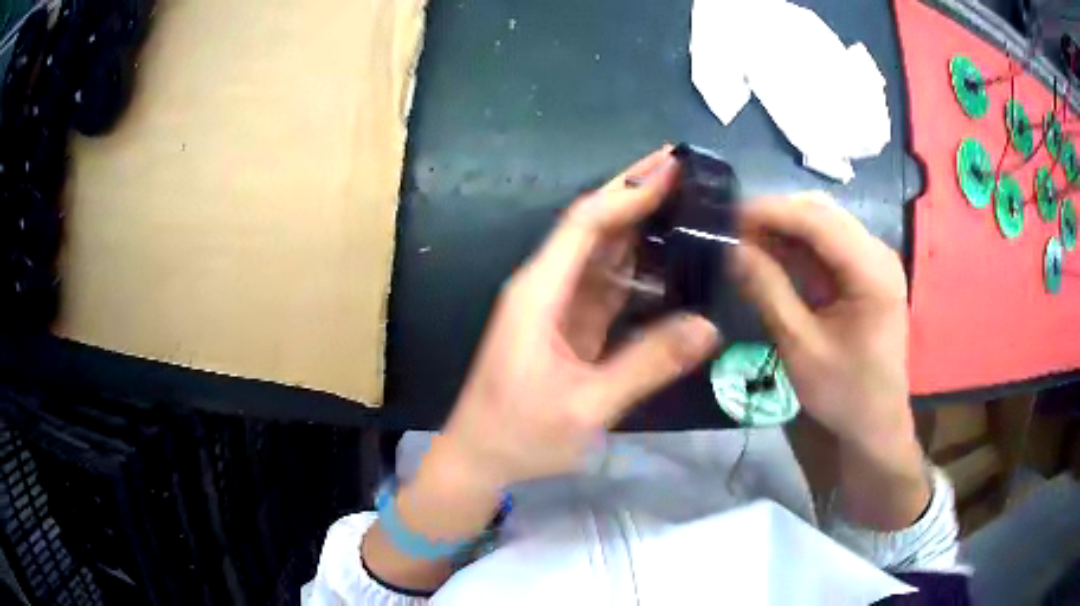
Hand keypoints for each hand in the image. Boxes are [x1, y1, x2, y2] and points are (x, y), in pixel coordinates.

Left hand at [438, 147, 719, 489]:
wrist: (480, 458)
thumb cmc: (520, 434)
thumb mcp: (586, 406)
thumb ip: (647, 365)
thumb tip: (708, 327)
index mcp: (540, 292)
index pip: (586, 223)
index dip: (628, 192)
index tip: (671, 167)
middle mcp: (546, 286)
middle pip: (594, 226)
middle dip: (636, 193)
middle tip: (686, 171)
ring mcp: (557, 305)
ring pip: (603, 252)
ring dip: (641, 226)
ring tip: (687, 205)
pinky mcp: (568, 326)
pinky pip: (607, 285)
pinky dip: (638, 269)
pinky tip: (670, 260)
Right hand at [734, 192, 910, 448]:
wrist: (876, 422)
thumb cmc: (843, 392)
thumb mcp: (801, 346)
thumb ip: (768, 291)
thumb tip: (731, 249)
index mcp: (872, 271)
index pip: (818, 219)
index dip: (771, 211)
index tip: (726, 216)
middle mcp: (878, 253)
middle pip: (822, 212)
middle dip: (775, 215)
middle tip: (732, 231)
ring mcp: (874, 260)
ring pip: (824, 221)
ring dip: (785, 227)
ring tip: (745, 240)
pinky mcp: (866, 271)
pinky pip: (828, 242)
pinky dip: (798, 244)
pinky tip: (771, 253)